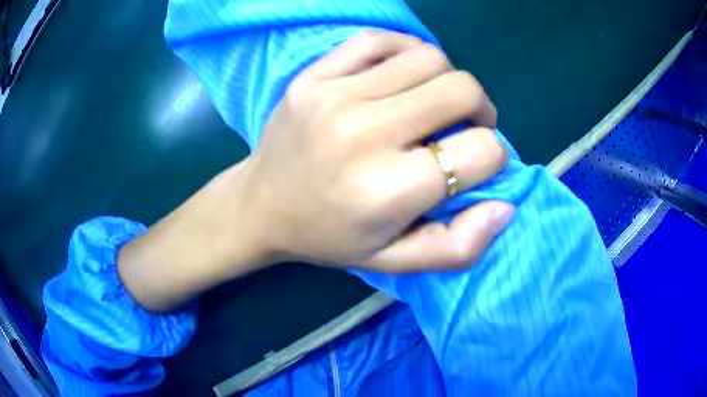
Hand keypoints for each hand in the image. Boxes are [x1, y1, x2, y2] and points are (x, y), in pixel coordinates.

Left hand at [118, 31, 513, 311]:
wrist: (260, 206)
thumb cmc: (329, 238)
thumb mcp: (394, 260)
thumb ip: (457, 245)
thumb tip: (507, 206)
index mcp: (387, 191)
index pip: (481, 152)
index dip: (493, 158)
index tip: (475, 165)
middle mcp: (363, 134)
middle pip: (461, 90)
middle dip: (480, 111)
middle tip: (465, 128)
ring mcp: (334, 94)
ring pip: (429, 58)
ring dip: (447, 81)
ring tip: (433, 104)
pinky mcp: (314, 73)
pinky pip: (381, 40)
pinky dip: (406, 53)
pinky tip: (401, 77)